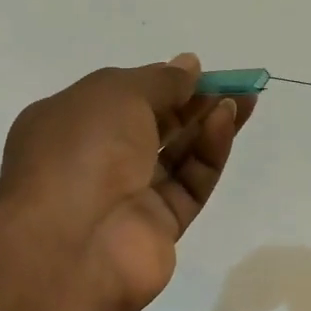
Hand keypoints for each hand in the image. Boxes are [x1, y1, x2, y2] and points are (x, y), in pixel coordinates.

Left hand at [0, 54, 253, 310]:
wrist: (69, 245)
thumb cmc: (81, 150)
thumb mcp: (118, 94)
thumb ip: (160, 80)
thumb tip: (188, 66)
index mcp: (70, 123)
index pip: (122, 97)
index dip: (160, 81)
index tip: (197, 70)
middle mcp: (96, 159)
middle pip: (154, 124)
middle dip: (192, 101)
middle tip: (232, 83)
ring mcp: (127, 195)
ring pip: (177, 155)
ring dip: (207, 124)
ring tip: (241, 100)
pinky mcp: (159, 225)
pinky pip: (189, 183)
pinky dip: (208, 153)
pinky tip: (225, 124)